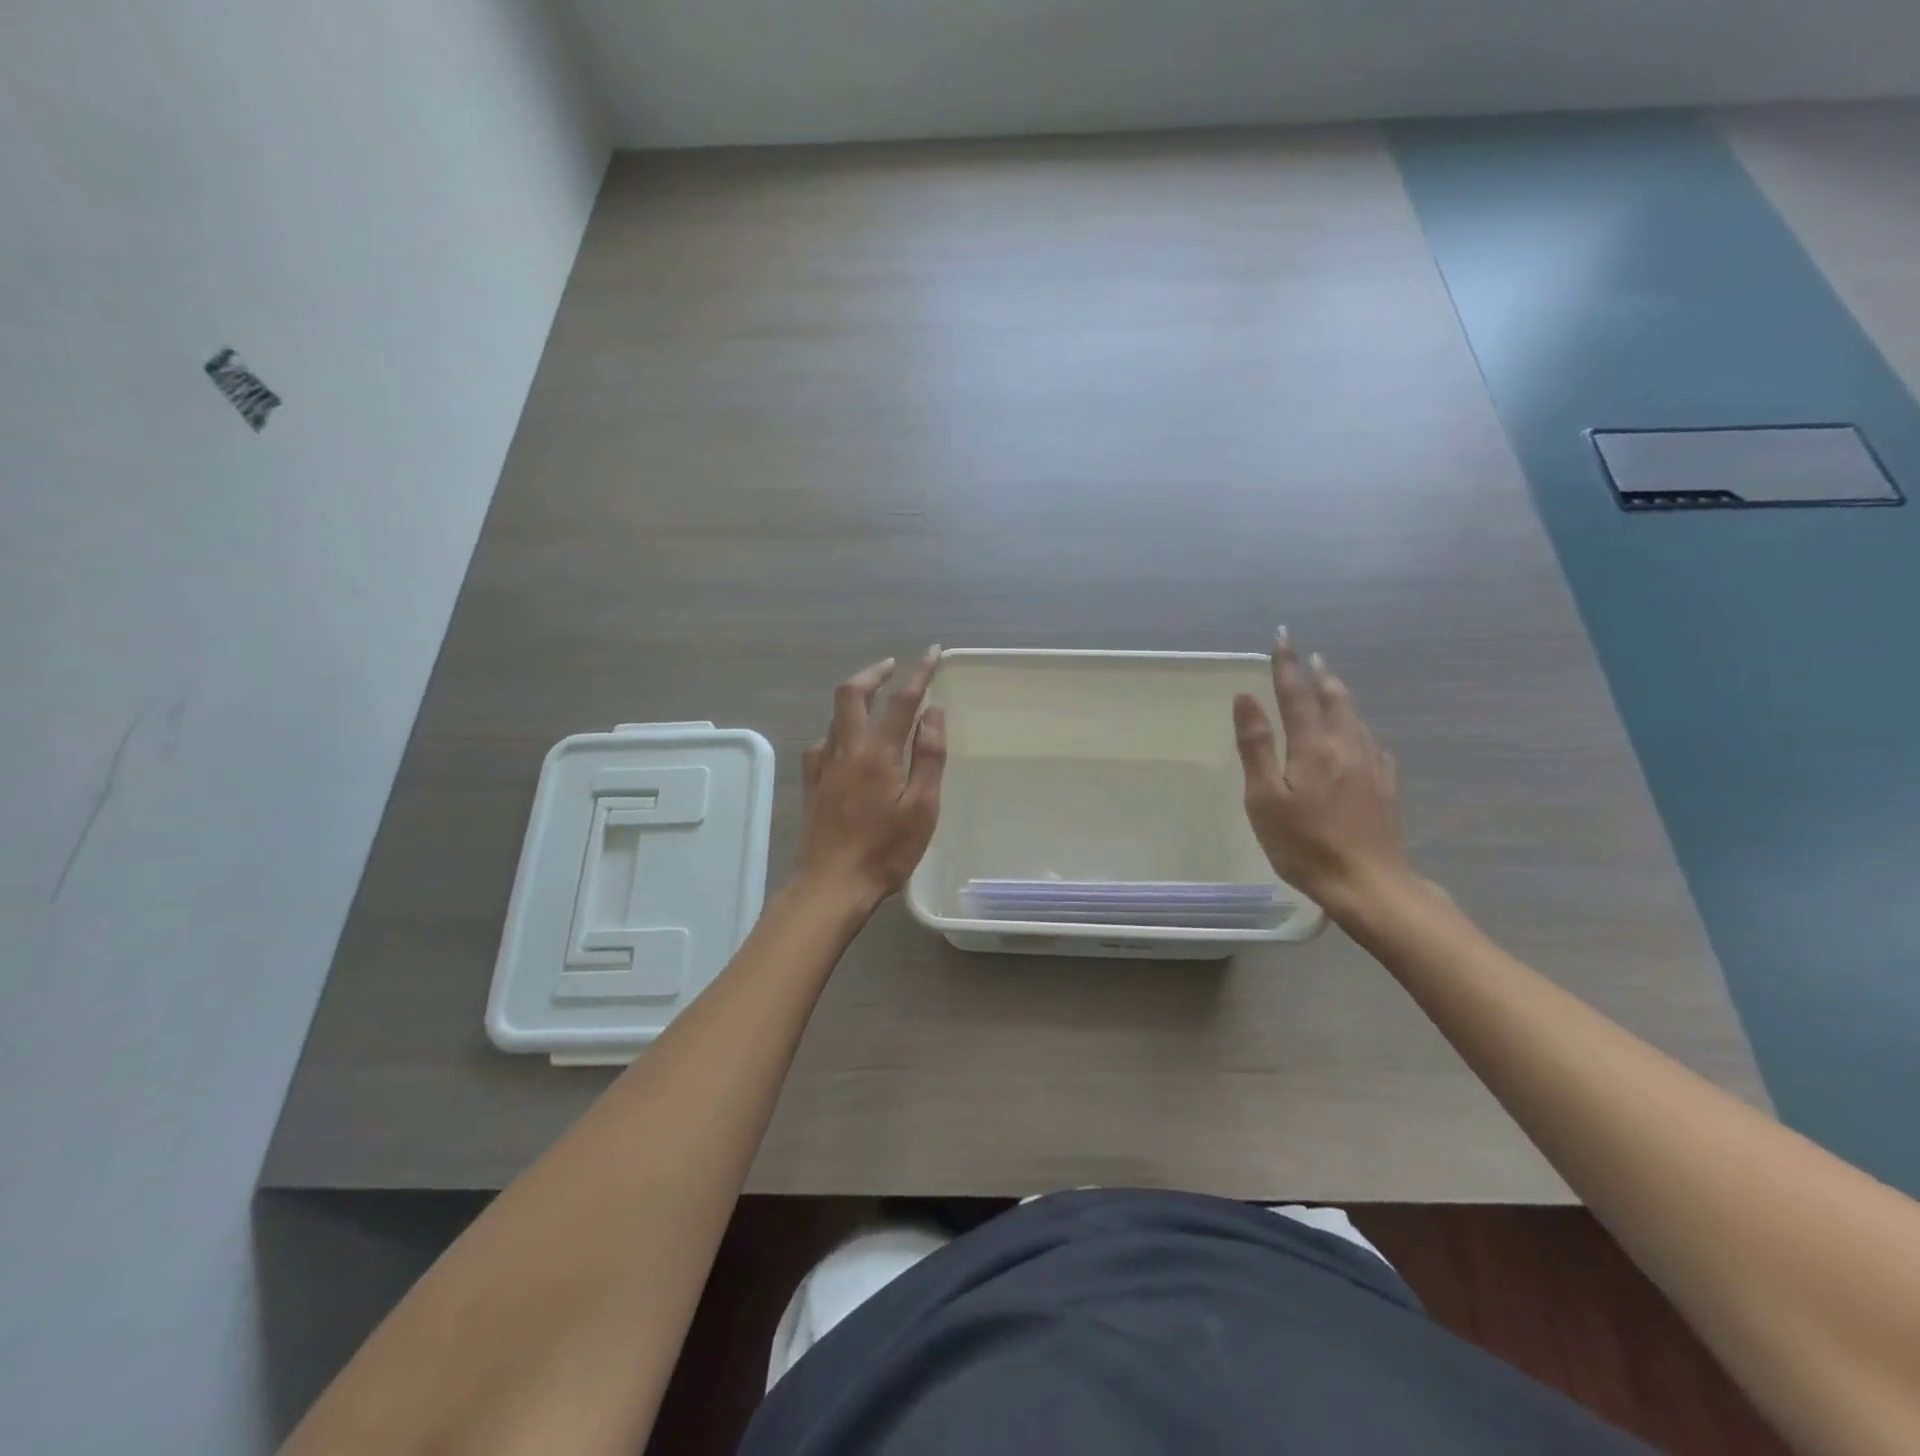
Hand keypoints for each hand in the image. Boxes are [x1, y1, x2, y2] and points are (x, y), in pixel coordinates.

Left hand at [796, 647, 947, 909]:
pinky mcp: (811, 783)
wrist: (831, 885)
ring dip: (856, 697)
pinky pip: (823, 741)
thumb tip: (933, 712)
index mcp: (878, 754)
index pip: (901, 700)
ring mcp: (823, 765)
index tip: (932, 653)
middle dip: (873, 673)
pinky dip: (840, 728)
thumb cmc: (886, 851)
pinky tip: (848, 742)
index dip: (919, 673)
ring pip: (835, 715)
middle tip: (892, 666)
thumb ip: (929, 757)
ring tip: (875, 698)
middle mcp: (846, 750)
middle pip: (851, 694)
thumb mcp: (922, 807)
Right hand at [1232, 629, 1408, 913]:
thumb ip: (1256, 746)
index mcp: (1313, 747)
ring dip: (1339, 696)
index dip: (1285, 666)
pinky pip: (1371, 744)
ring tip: (1329, 684)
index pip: (1296, 695)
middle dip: (1318, 675)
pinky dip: (1358, 728)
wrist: (1368, 884)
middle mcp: (1346, 746)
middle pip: (1333, 700)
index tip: (1281, 639)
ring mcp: (1371, 766)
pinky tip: (1361, 737)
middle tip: (1309, 656)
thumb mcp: (1265, 798)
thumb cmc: (1303, 844)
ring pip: (1355, 719)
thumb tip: (1246, 698)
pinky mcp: (1385, 787)